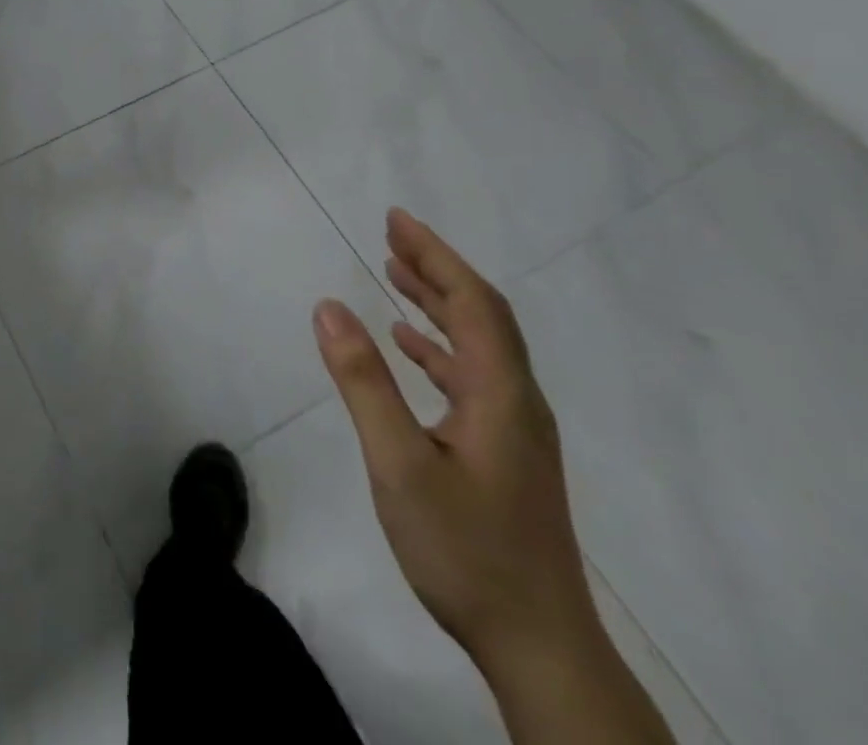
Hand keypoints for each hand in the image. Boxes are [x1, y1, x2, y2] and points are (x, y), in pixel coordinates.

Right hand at [313, 209, 595, 672]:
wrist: (539, 647)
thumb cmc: (466, 549)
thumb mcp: (399, 463)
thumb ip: (363, 382)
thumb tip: (329, 306)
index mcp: (500, 393)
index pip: (473, 302)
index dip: (435, 255)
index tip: (395, 220)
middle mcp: (516, 400)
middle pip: (481, 314)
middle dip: (437, 268)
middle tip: (391, 234)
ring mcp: (514, 429)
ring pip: (478, 344)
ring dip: (438, 303)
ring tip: (395, 274)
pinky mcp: (504, 452)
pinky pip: (472, 375)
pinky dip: (439, 346)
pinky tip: (411, 346)